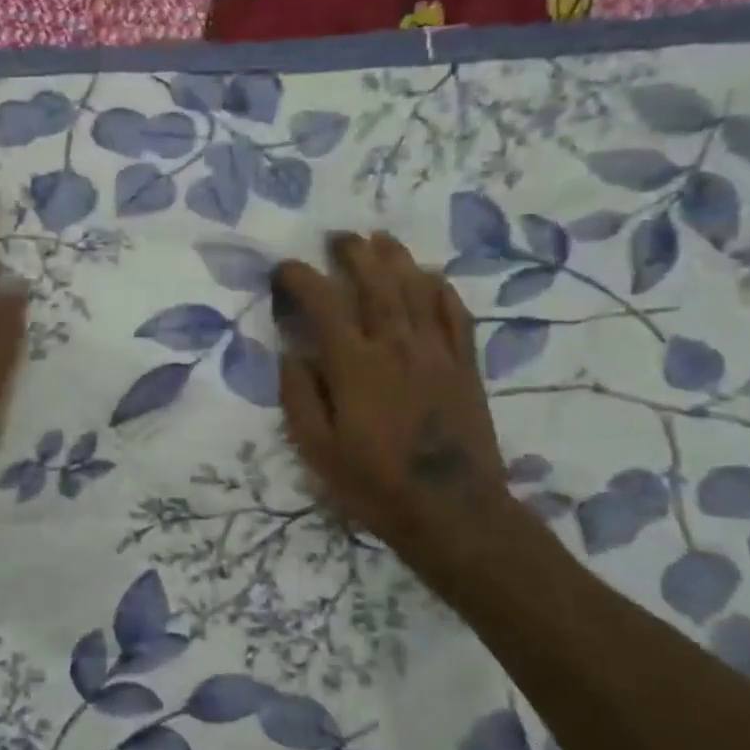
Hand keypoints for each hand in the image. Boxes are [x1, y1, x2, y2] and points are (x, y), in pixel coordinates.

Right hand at [274, 233, 511, 555]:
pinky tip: (432, 277)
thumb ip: (300, 396)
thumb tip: (292, 353)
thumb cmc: (374, 484)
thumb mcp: (317, 449)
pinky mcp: (465, 366)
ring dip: (396, 259)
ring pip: (417, 289)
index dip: (301, 278)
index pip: (323, 303)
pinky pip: (455, 315)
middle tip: (339, 237)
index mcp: (355, 365)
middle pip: (376, 282)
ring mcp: (437, 352)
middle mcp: (397, 346)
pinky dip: (441, 290)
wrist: (452, 511)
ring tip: (381, 239)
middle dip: (354, 253)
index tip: (284, 269)